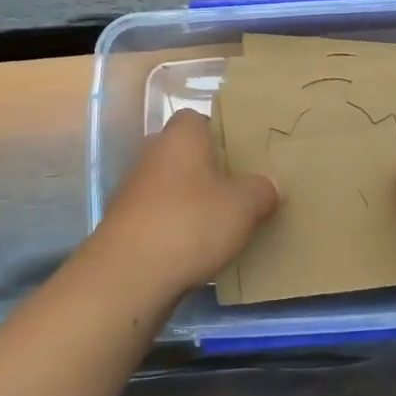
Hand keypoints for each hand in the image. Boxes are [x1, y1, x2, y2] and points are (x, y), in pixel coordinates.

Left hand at [90, 110, 280, 297]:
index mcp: (180, 137)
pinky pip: (158, 217)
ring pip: (169, 186)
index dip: (218, 132)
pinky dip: (174, 228)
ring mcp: (133, 192)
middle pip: (181, 153)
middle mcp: (152, 156)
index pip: (196, 119)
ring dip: (188, 200)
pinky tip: (195, 249)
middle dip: (205, 168)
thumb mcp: (243, 207)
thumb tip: (271, 185)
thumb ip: (261, 191)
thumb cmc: (191, 223)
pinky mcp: (124, 226)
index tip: (240, 154)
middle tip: (235, 188)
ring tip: (220, 222)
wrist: (129, 276)